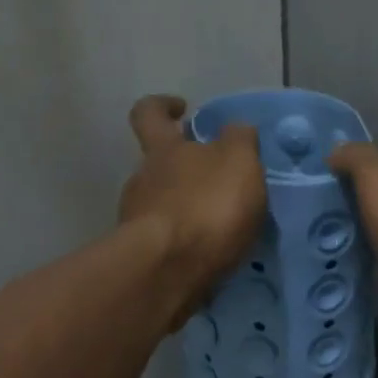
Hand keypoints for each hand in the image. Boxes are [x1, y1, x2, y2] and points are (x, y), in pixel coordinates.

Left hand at [119, 95, 265, 318]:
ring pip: (164, 204)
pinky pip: (169, 241)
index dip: (163, 106)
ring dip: (190, 208)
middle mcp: (143, 180)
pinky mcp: (144, 257)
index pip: (150, 113)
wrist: (168, 271)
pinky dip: (188, 242)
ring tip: (225, 225)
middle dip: (188, 168)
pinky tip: (213, 254)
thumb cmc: (206, 206)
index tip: (183, 109)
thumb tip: (235, 130)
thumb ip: (239, 140)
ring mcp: (138, 220)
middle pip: (160, 164)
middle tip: (223, 180)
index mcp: (164, 150)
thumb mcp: (238, 161)